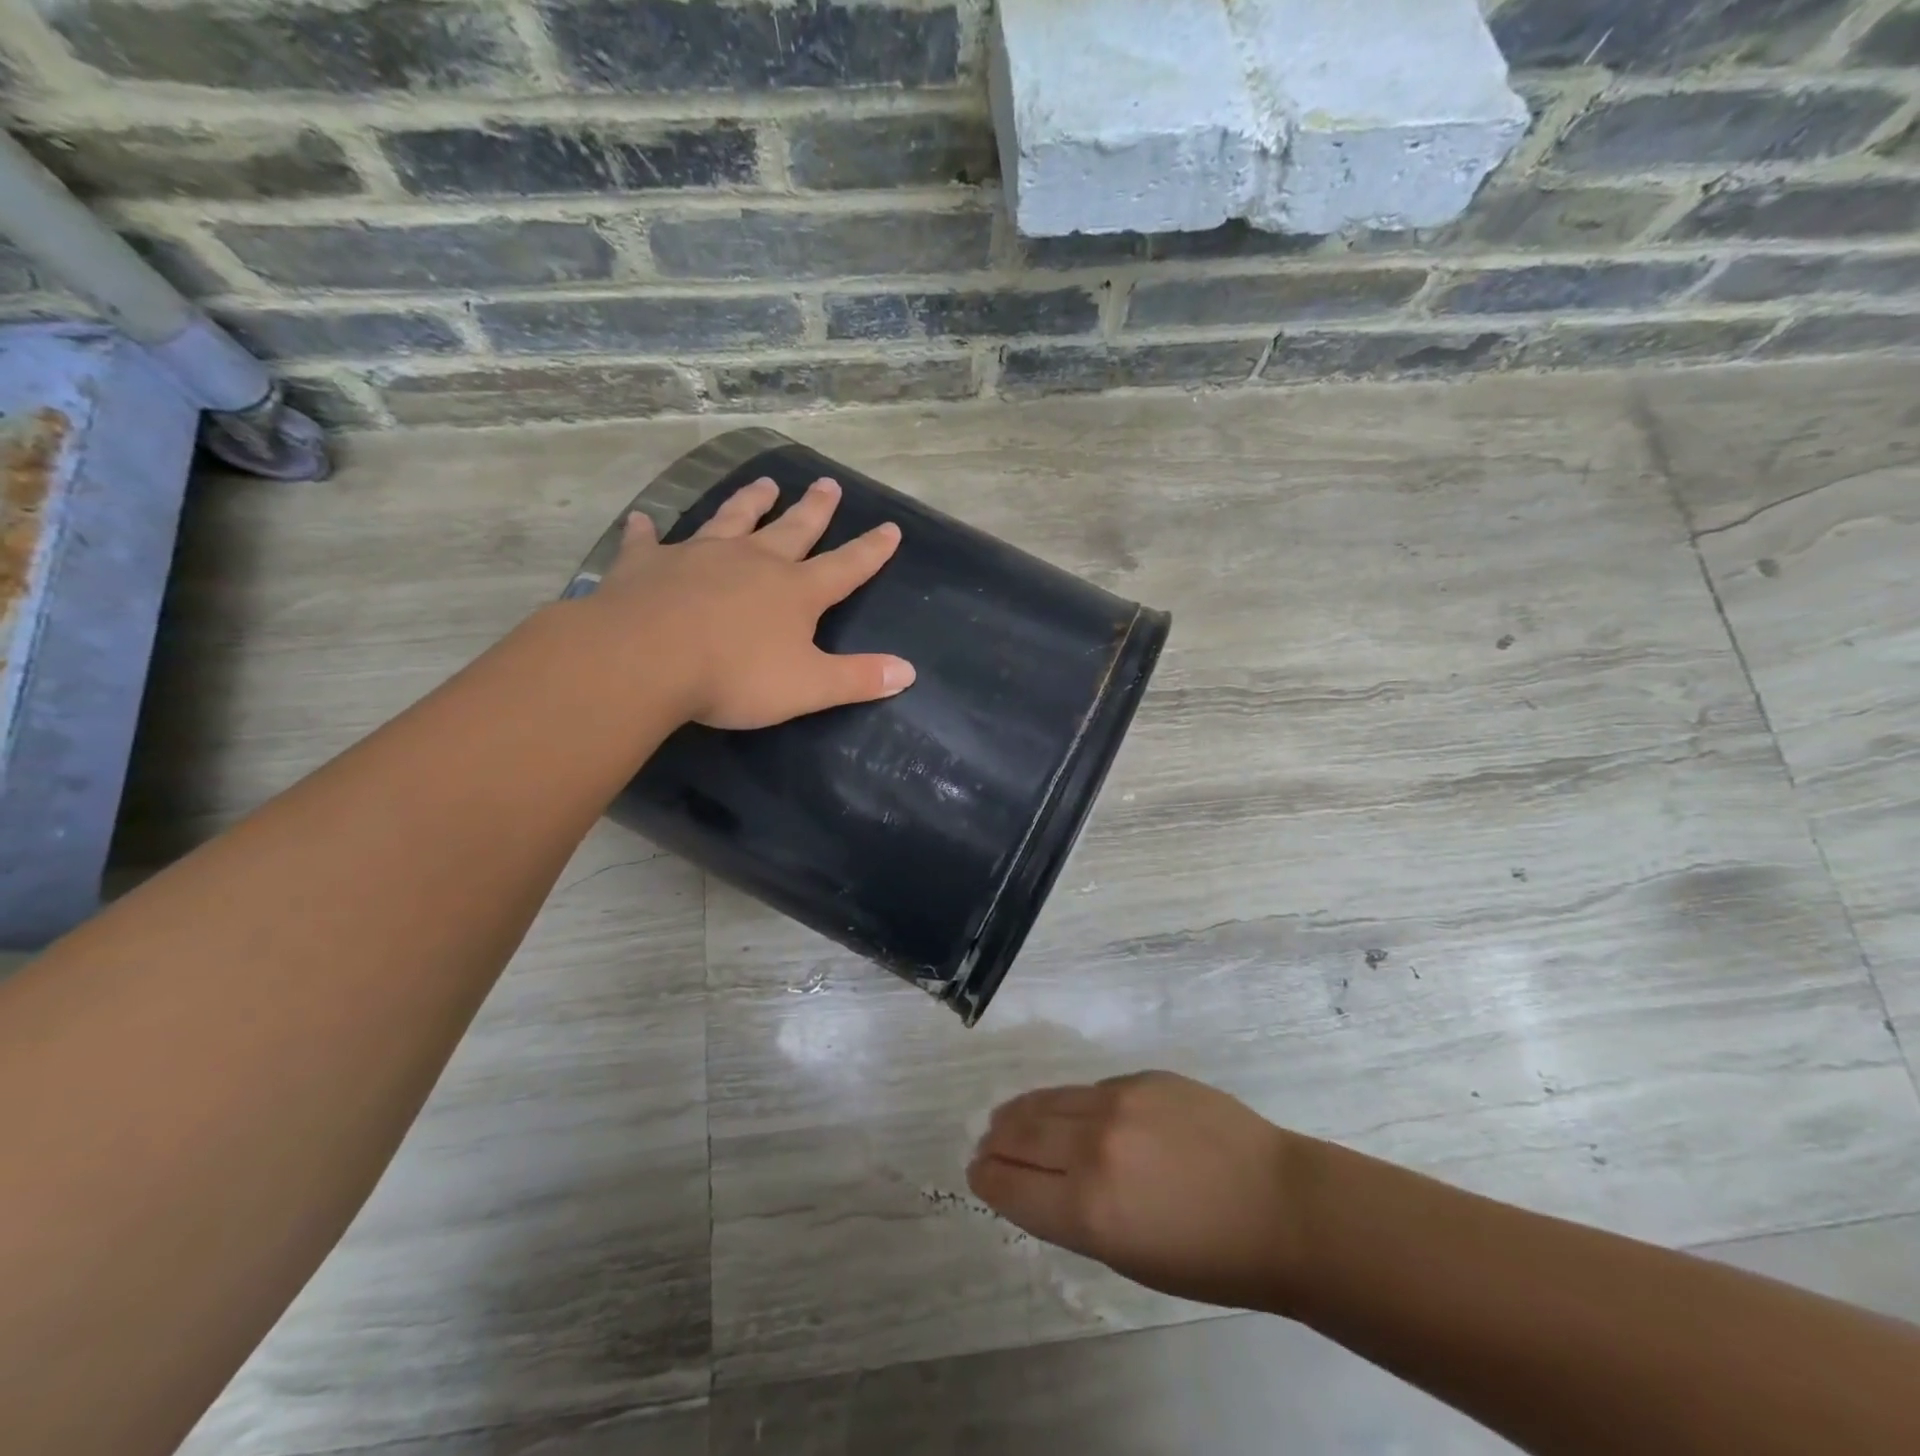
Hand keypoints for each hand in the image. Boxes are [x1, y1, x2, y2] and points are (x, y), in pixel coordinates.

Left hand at [586, 475, 914, 729]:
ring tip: (764, 483)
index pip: (845, 566)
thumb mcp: (808, 687)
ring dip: (749, 501)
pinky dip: (647, 531)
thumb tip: (908, 672)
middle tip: (828, 483)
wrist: (645, 660)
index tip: (890, 527)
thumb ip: (858, 679)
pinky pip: (649, 542)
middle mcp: (753, 561)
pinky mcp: (648, 564)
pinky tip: (643, 521)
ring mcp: (699, 556)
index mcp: (795, 591)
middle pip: (792, 529)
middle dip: (814, 509)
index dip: (871, 550)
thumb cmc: (735, 676)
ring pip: (731, 520)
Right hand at [968, 1071, 1304, 1311]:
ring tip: (1006, 1118)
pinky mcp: (1141, 1077)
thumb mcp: (1129, 1258)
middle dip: (995, 1142)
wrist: (1279, 1205)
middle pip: (1020, 1134)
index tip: (976, 1174)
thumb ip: (1074, 1216)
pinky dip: (1067, 1103)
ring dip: (1019, 1113)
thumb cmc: (1209, 1258)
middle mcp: (1093, 1146)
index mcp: (1088, 1209)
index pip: (1011, 1185)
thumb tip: (1036, 1184)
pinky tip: (1067, 1111)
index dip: (987, 1179)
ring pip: (1047, 1100)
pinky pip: (1088, 1090)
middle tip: (984, 1145)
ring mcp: (1117, 1102)